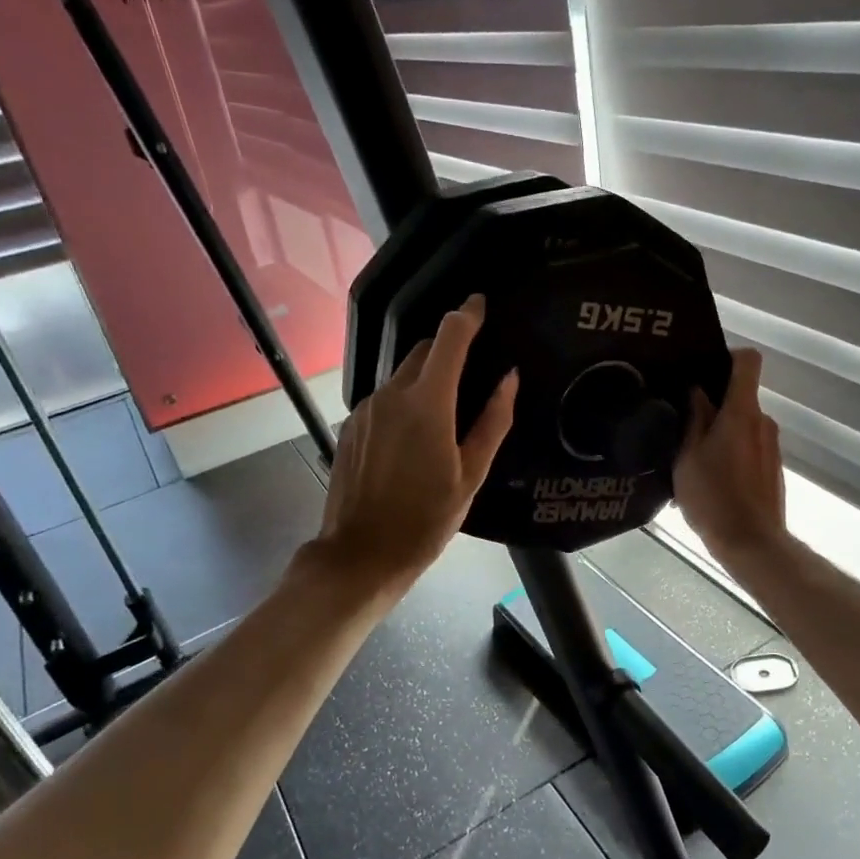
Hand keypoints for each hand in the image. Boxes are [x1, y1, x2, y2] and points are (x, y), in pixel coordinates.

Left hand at [311, 294, 516, 596]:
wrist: (361, 554)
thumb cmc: (426, 520)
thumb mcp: (472, 475)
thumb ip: (493, 421)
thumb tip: (508, 378)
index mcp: (427, 404)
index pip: (449, 338)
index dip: (467, 315)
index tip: (480, 304)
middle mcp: (391, 395)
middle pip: (423, 351)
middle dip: (448, 348)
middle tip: (472, 369)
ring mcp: (365, 409)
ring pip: (402, 375)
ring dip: (426, 378)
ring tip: (446, 412)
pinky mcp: (351, 425)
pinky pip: (384, 398)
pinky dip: (404, 401)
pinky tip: (414, 436)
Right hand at [674, 348, 785, 564]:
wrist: (751, 543)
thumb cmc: (713, 497)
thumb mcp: (688, 456)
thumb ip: (694, 418)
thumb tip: (697, 391)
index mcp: (742, 412)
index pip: (748, 361)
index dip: (727, 356)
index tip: (703, 370)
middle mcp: (763, 422)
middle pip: (740, 397)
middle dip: (713, 405)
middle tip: (682, 423)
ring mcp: (771, 446)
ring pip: (742, 426)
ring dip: (720, 434)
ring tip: (691, 459)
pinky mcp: (772, 469)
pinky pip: (748, 449)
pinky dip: (730, 455)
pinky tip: (709, 481)